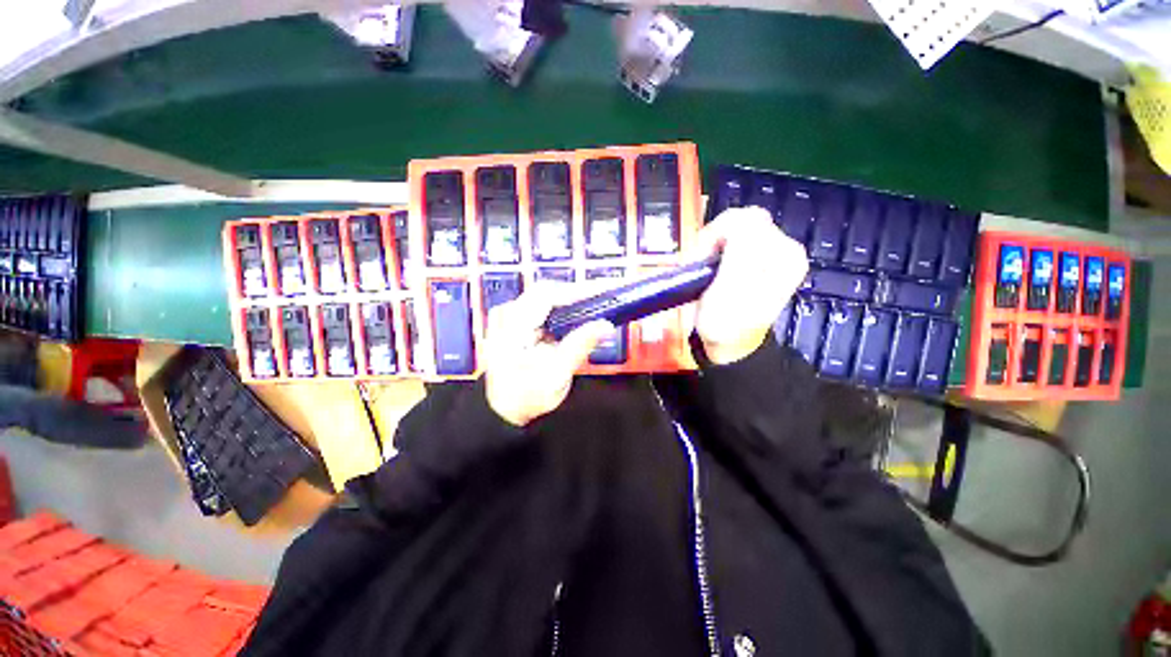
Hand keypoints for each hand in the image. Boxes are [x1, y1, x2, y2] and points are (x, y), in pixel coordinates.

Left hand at [484, 286, 613, 426]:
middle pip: (548, 292)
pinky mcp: (519, 325)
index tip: (604, 290)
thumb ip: (581, 345)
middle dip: (577, 293)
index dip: (578, 290)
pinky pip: (545, 310)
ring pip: (547, 299)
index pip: (548, 294)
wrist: (504, 411)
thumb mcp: (556, 373)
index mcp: (513, 323)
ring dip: (572, 301)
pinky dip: (564, 311)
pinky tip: (580, 316)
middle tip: (605, 296)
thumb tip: (606, 325)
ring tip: (597, 304)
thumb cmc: (526, 396)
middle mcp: (509, 314)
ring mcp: (512, 318)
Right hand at [691, 207, 808, 364]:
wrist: (729, 343)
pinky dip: (716, 246)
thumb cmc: (725, 324)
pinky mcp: (758, 254)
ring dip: (712, 242)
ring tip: (704, 267)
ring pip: (735, 225)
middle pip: (743, 219)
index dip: (716, 234)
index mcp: (785, 256)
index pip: (747, 219)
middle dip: (714, 238)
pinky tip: (712, 264)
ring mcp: (772, 250)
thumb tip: (739, 218)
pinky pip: (733, 235)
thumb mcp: (729, 291)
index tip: (700, 259)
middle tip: (699, 262)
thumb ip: (740, 251)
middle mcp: (784, 248)